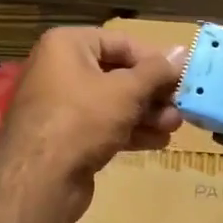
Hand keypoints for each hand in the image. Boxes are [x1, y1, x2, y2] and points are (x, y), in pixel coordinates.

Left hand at [0, 27, 184, 222]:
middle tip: (180, 107)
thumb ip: (157, 71)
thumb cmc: (82, 119)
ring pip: (112, 104)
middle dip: (152, 93)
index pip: (121, 43)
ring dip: (146, 114)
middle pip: (117, 75)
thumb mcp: (126, 90)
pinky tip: (157, 142)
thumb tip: (183, 51)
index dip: (154, 60)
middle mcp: (59, 69)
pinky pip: (102, 126)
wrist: (39, 180)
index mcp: (67, 45)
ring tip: (174, 127)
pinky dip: (129, 131)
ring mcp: (60, 106)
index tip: (181, 78)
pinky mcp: (65, 137)